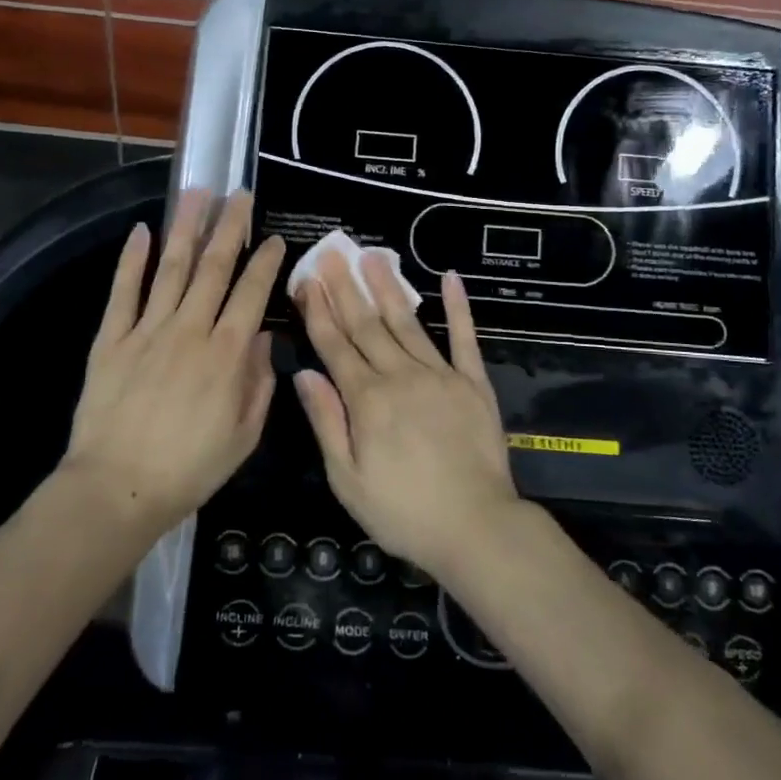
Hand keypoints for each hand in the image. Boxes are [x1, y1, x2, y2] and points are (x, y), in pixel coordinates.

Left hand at [62, 190, 285, 529]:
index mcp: (227, 353)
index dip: (265, 260)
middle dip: (230, 226)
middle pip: (214, 266)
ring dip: (186, 227)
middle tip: (240, 194)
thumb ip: (258, 383)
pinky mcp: (112, 338)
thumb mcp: (243, 436)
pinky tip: (141, 232)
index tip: (275, 237)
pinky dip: (133, 259)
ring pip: (172, 267)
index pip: (251, 292)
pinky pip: (124, 291)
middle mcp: (190, 329)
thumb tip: (264, 338)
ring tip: (197, 193)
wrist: (116, 489)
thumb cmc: (189, 469)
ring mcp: (148, 329)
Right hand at [292, 252, 519, 576]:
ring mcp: (440, 374)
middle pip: (366, 325)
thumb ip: (327, 422)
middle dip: (345, 287)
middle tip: (332, 252)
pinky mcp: (473, 382)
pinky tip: (450, 278)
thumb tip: (305, 373)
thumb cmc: (403, 512)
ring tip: (372, 255)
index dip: (318, 311)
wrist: (475, 527)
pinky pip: (464, 338)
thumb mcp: (348, 479)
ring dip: (387, 287)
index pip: (335, 345)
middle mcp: (400, 376)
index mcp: (367, 400)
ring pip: (407, 322)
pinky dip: (458, 307)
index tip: (306, 280)